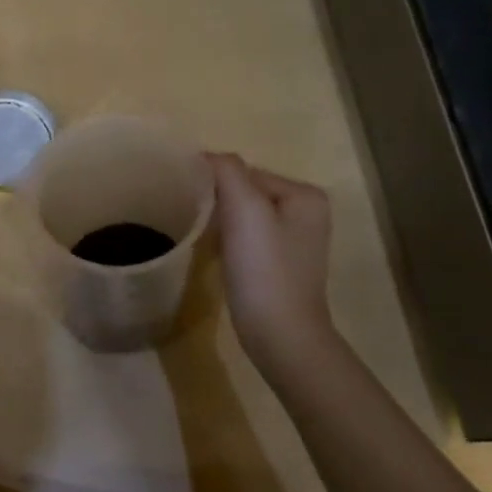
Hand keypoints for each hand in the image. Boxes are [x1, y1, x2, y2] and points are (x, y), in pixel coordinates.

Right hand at [206, 152, 337, 382]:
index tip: (184, 195)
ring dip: (220, 219)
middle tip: (186, 212)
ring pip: (244, 214)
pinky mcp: (280, 264)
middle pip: (246, 191)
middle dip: (217, 199)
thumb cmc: (264, 269)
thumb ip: (227, 171)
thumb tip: (207, 155)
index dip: (214, 181)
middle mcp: (306, 212)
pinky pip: (246, 237)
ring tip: (196, 231)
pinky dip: (227, 239)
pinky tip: (214, 252)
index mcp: (305, 194)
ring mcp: (295, 240)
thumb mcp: (245, 209)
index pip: (246, 171)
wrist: (280, 335)